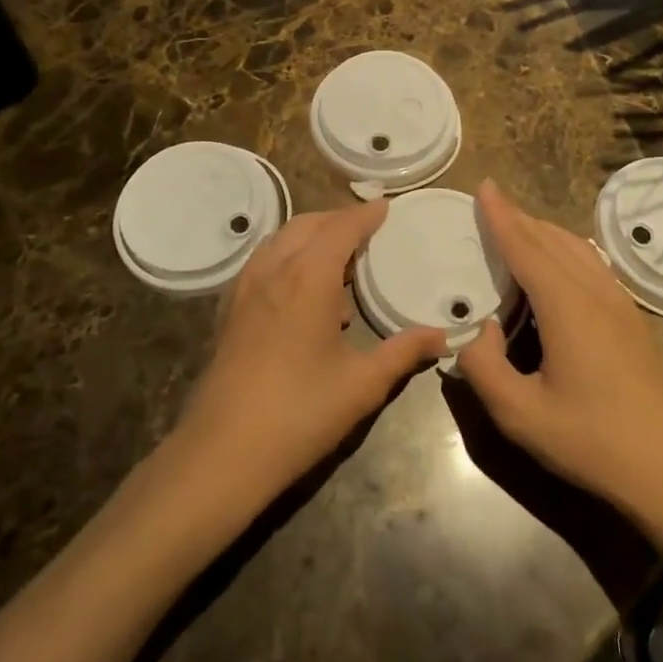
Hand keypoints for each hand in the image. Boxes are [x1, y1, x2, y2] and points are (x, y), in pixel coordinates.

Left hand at [175, 201, 446, 502]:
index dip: (366, 215)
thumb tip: (441, 335)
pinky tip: (305, 292)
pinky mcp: (231, 309)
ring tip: (341, 260)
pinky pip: (264, 261)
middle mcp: (273, 269)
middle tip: (369, 230)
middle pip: (308, 224)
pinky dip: (289, 256)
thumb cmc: (298, 414)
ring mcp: (246, 288)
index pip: (341, 227)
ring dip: (312, 236)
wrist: (220, 453)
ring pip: (282, 240)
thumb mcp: (361, 385)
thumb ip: (403, 353)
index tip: (386, 207)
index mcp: (307, 277)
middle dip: (339, 220)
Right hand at [457, 180, 662, 533]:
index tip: (485, 185)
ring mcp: (621, 304)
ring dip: (544, 233)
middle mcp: (595, 292)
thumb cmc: (594, 442)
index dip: (502, 215)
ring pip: (578, 249)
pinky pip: (594, 265)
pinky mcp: (634, 320)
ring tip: (518, 231)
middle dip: (519, 219)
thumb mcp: (521, 415)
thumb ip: (484, 367)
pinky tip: (560, 267)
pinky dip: (566, 251)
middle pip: (552, 240)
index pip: (526, 246)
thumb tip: (479, 330)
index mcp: (566, 306)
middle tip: (490, 209)